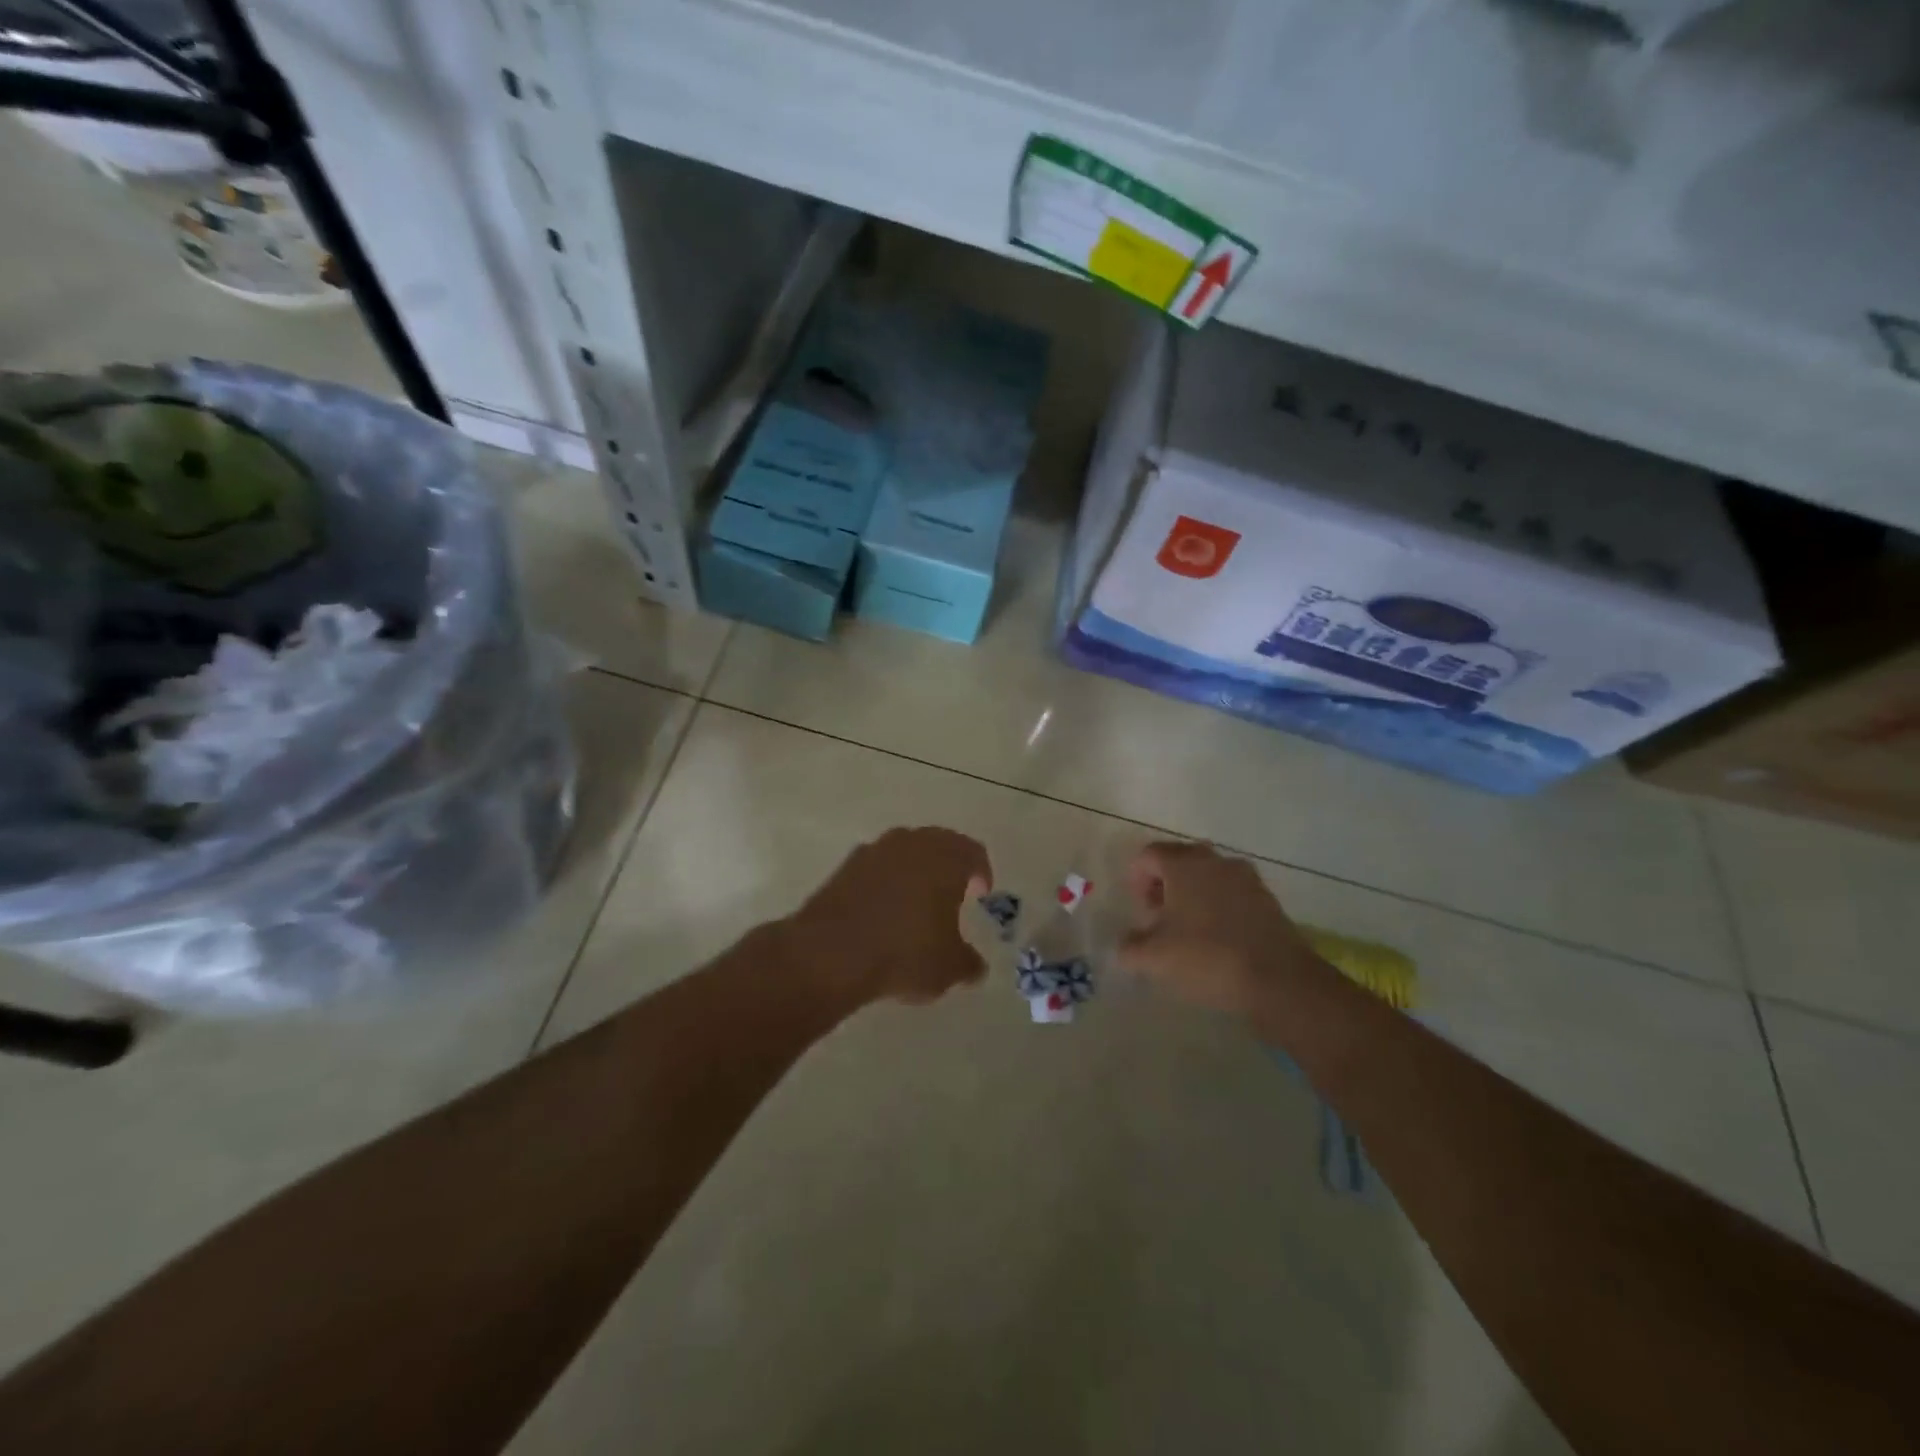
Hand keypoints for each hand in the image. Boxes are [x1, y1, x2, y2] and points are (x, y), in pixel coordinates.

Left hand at [787, 827, 991, 1006]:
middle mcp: (912, 844)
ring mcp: (874, 851)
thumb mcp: (948, 968)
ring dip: (914, 871)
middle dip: (948, 866)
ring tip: (916, 903)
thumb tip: (976, 967)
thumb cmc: (904, 953)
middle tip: (952, 893)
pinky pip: (876, 867)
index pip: (973, 852)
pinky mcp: (844, 867)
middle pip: (939, 844)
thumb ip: (968, 963)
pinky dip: (885, 881)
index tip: (981, 894)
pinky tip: (883, 910)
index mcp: (946, 858)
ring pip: (905, 852)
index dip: (981, 872)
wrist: (829, 953)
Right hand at [1118, 841, 1320, 1015]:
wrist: (1279, 981)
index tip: (1139, 909)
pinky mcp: (1268, 900)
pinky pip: (1232, 894)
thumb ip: (1130, 947)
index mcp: (1184, 864)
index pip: (1149, 854)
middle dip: (1164, 885)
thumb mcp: (1154, 958)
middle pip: (1180, 861)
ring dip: (1192, 895)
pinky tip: (1217, 939)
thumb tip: (1126, 943)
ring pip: (1208, 876)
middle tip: (1158, 917)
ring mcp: (1247, 878)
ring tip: (1187, 931)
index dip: (1136, 878)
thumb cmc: (1207, 958)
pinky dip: (1218, 907)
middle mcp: (1216, 861)